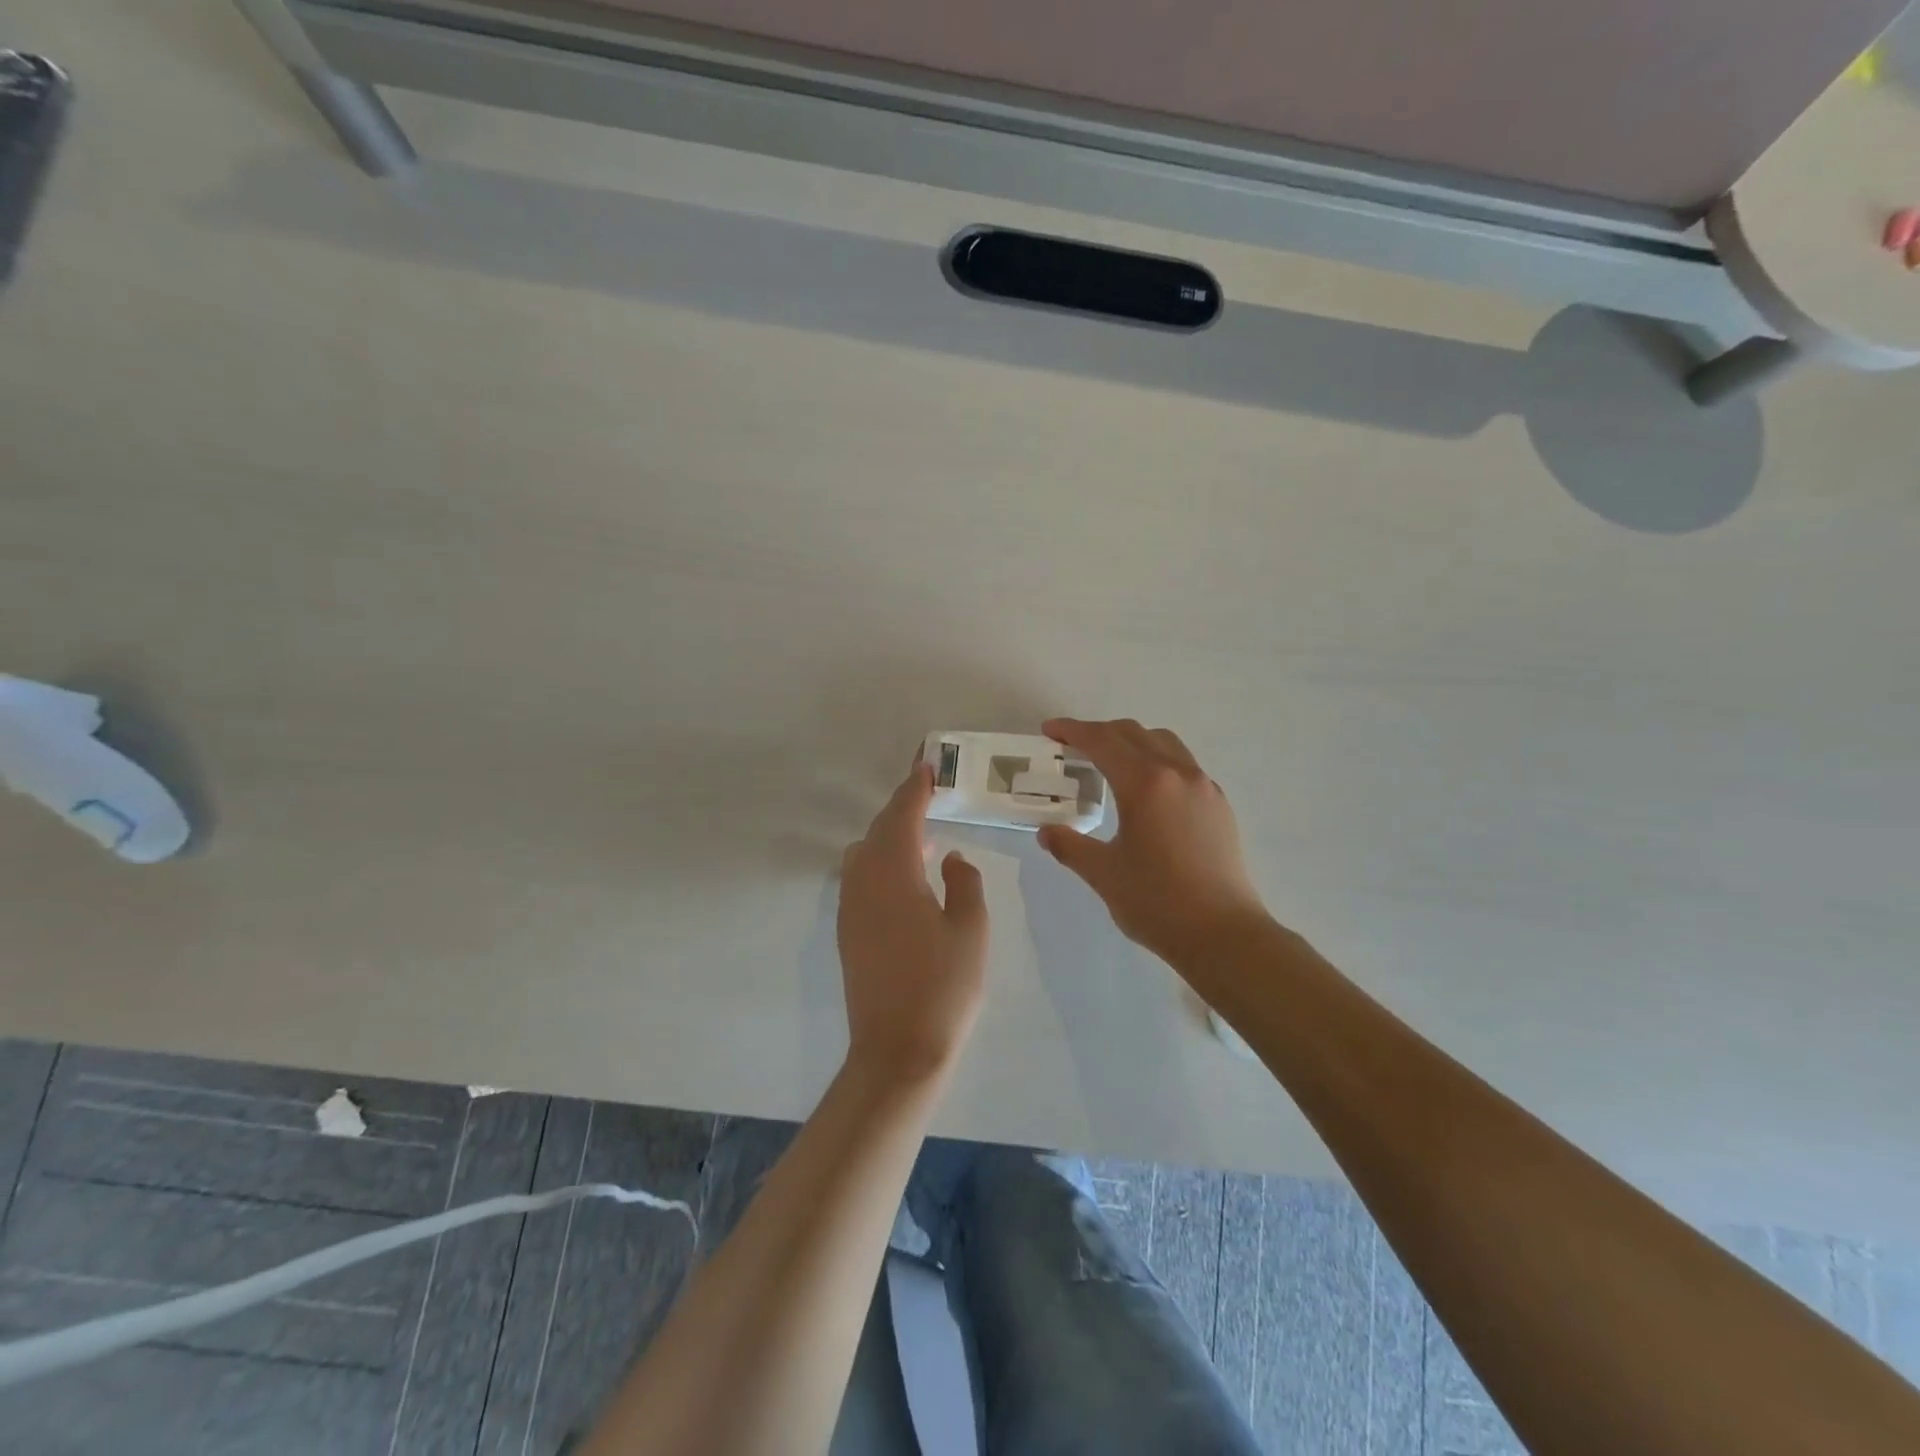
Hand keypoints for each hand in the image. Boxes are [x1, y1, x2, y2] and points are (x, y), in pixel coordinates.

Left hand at [837, 762, 989, 1085]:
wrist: (898, 1050)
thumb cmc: (944, 987)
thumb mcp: (971, 930)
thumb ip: (964, 883)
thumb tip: (950, 859)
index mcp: (894, 873)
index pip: (902, 816)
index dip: (914, 789)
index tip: (925, 767)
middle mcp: (863, 882)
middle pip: (878, 831)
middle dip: (901, 809)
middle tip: (926, 795)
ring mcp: (851, 908)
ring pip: (864, 854)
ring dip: (888, 837)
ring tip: (921, 839)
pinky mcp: (848, 932)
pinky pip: (860, 878)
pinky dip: (880, 863)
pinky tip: (907, 879)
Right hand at [1037, 718, 1272, 967]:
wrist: (1223, 935)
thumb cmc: (1157, 902)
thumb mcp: (1104, 874)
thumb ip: (1070, 847)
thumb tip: (1047, 833)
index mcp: (1145, 784)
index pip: (1102, 742)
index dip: (1072, 731)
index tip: (1050, 731)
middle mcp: (1177, 773)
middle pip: (1133, 733)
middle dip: (1099, 733)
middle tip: (1072, 746)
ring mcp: (1204, 787)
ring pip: (1164, 743)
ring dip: (1131, 741)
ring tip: (1110, 761)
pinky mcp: (1219, 805)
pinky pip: (1183, 764)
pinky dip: (1156, 760)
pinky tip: (1147, 790)